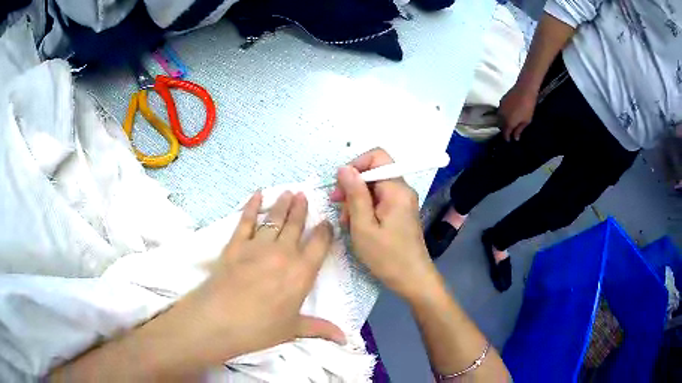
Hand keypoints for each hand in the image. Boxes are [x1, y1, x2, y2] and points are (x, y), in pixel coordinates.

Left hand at [159, 191, 345, 366]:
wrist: (220, 320)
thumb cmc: (260, 328)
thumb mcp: (293, 330)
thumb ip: (320, 329)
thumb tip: (345, 338)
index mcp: (302, 273)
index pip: (319, 245)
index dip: (325, 231)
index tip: (327, 222)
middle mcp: (283, 253)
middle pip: (296, 225)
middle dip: (302, 209)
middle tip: (305, 195)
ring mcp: (258, 246)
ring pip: (275, 219)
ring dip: (283, 205)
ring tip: (289, 192)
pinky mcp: (236, 243)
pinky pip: (246, 220)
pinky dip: (252, 206)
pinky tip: (257, 194)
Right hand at [330, 148, 439, 300]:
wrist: (412, 279)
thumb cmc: (387, 256)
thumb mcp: (363, 226)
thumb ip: (354, 194)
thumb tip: (344, 168)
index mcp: (396, 189)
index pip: (377, 157)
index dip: (356, 165)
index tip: (341, 187)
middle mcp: (402, 190)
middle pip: (374, 173)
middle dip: (353, 187)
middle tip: (339, 208)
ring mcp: (402, 201)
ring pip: (373, 189)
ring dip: (356, 202)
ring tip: (347, 223)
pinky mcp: (400, 212)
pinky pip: (379, 201)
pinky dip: (365, 210)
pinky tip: (357, 227)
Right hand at [498, 84, 537, 140]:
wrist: (524, 89)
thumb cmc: (528, 107)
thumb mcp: (526, 121)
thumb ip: (519, 130)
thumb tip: (515, 138)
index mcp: (508, 123)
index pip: (505, 133)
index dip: (507, 138)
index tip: (510, 140)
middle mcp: (501, 116)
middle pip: (500, 126)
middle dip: (504, 129)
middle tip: (510, 131)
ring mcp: (500, 108)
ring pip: (499, 118)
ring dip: (503, 121)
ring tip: (510, 122)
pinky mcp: (501, 101)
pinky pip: (500, 111)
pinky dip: (504, 114)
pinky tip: (510, 113)